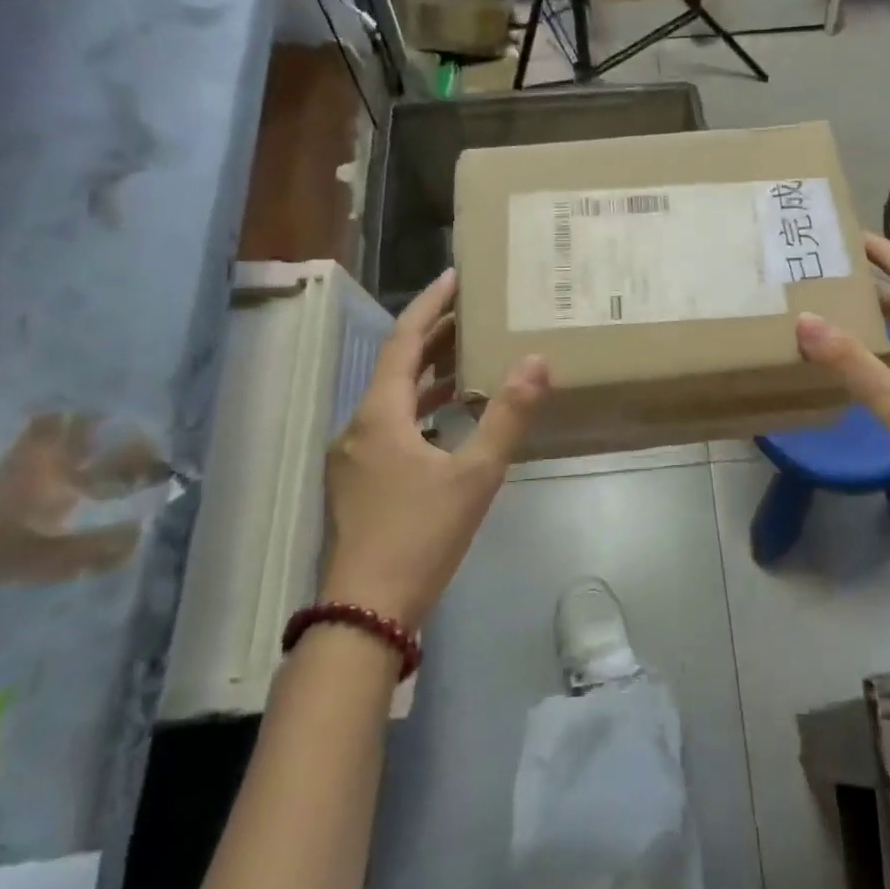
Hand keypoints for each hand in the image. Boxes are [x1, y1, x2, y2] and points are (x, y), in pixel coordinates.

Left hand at [322, 269, 548, 629]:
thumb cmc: (420, 535)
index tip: (455, 276)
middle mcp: (358, 427)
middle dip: (433, 338)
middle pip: (396, 367)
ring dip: (427, 376)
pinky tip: (446, 424)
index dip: (430, 305)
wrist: (365, 611)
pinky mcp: (357, 483)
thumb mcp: (475, 475)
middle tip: (472, 315)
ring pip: (392, 400)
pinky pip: (390, 427)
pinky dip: (419, 411)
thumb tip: (536, 362)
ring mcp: (353, 457)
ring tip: (467, 361)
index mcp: (380, 415)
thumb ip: (507, 416)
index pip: (404, 341)